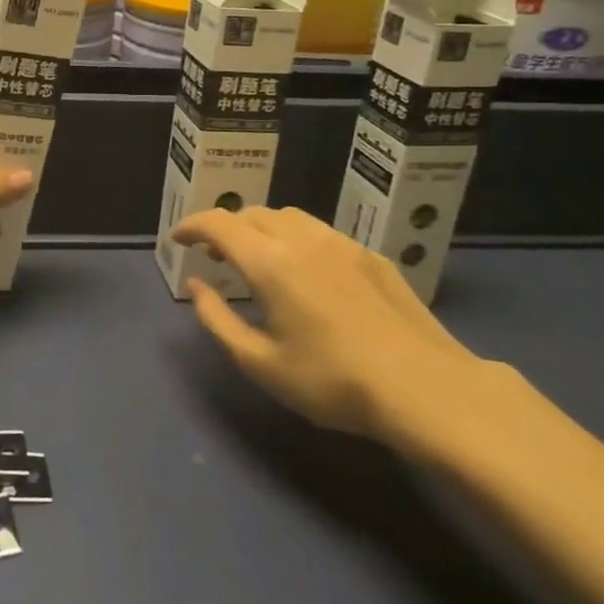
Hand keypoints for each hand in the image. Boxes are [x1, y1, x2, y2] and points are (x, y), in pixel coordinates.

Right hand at [171, 207, 489, 439]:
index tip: (177, 239)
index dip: (191, 225)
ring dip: (261, 228)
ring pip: (288, 217)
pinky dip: (294, 238)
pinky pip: (319, 232)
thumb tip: (195, 285)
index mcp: (270, 262)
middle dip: (225, 228)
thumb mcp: (261, 363)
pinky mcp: (370, 256)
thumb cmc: (333, 382)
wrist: (426, 389)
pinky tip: (305, 271)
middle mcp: (302, 239)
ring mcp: (341, 243)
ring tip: (257, 258)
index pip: (218, 224)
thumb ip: (218, 319)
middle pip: (252, 214)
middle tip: (214, 255)